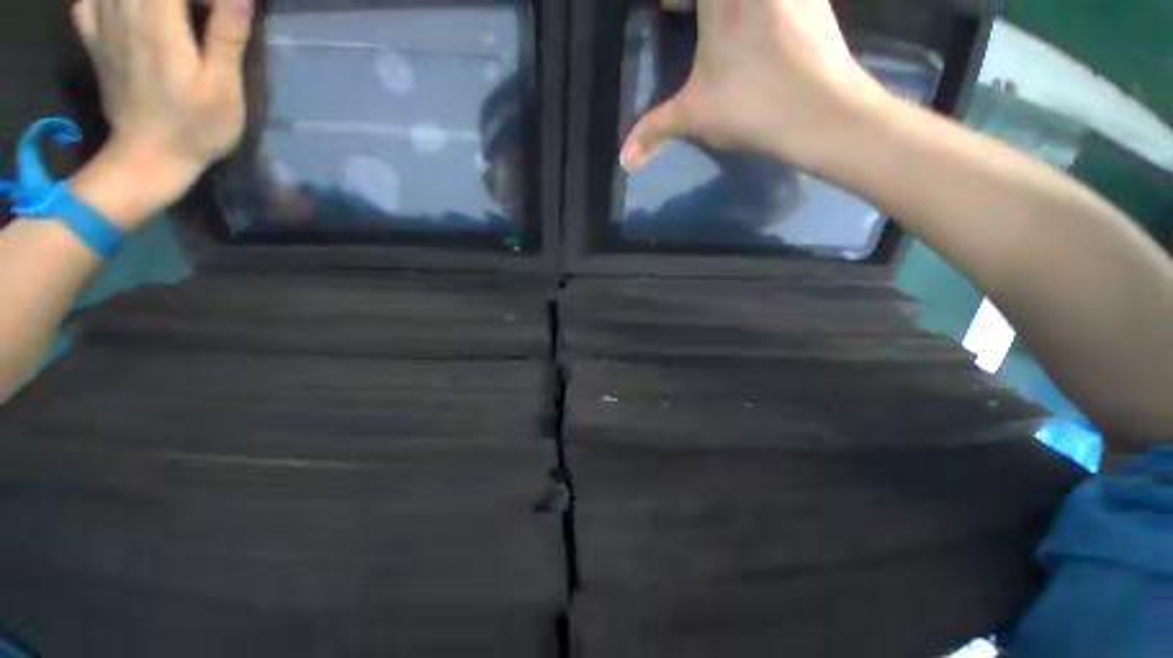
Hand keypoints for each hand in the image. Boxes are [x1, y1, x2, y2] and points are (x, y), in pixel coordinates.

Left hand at [70, 0, 253, 224]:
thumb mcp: (223, 88)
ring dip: (150, 1)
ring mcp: (103, 25)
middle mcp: (124, 12)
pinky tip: (128, 8)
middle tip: (200, 15)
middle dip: (183, 0)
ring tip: (171, 16)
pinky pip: (91, 0)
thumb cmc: (193, 128)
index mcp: (157, 22)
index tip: (221, 12)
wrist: (146, 160)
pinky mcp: (94, 39)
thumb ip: (227, 35)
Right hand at [620, 0, 891, 173]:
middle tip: (686, 13)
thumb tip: (623, 160)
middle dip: (700, 4)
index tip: (667, 9)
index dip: (676, 0)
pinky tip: (757, 22)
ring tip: (718, 22)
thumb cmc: (751, 106)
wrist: (823, 113)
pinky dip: (762, 8)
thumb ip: (653, 131)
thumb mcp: (693, 116)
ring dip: (729, 6)